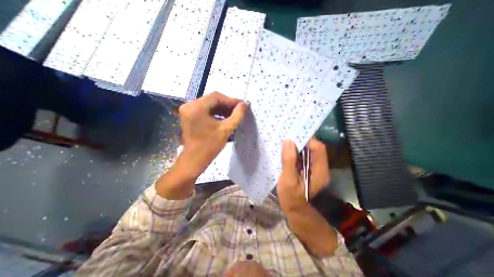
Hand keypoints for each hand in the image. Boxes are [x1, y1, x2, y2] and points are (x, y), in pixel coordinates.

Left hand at [177, 93, 246, 178]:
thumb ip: (237, 115)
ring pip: (209, 104)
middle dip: (227, 105)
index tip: (242, 105)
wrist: (194, 160)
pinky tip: (225, 117)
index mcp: (196, 108)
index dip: (231, 100)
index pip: (216, 97)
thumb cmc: (210, 146)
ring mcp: (188, 110)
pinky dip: (215, 112)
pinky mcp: (189, 115)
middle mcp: (189, 105)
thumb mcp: (226, 130)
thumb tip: (244, 105)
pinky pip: (205, 109)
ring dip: (222, 109)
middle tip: (239, 110)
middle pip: (212, 99)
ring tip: (233, 114)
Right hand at [276, 139, 329, 211]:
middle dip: (302, 140)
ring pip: (309, 150)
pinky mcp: (308, 168)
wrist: (295, 209)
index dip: (308, 139)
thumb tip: (288, 141)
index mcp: (319, 170)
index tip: (293, 135)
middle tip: (288, 135)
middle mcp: (320, 167)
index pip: (318, 148)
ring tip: (286, 140)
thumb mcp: (288, 179)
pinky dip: (296, 150)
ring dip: (299, 145)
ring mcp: (315, 167)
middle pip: (314, 148)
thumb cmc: (291, 197)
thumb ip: (289, 161)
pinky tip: (287, 150)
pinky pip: (304, 155)